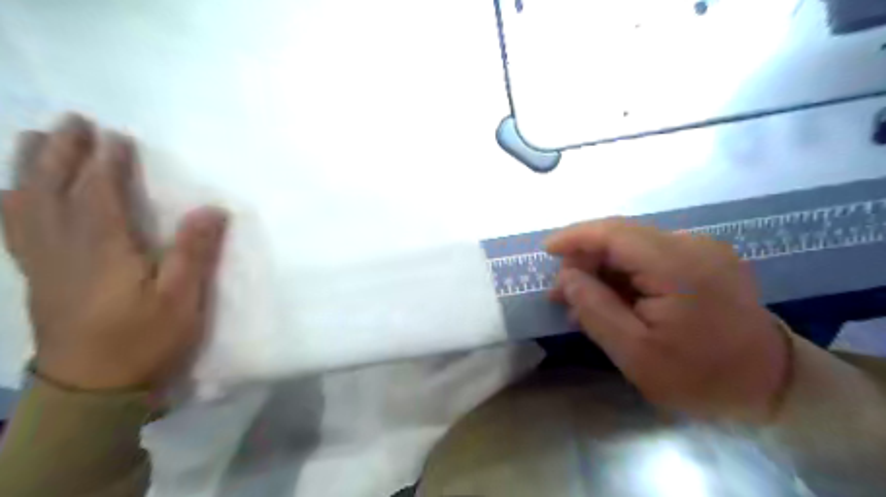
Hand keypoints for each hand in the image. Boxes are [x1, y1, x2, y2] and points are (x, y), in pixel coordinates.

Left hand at [0, 112, 226, 392]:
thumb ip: (194, 252)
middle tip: (71, 122)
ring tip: (34, 141)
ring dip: (28, 168)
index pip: (99, 193)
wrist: (92, 388)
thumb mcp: (182, 298)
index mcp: (103, 249)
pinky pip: (15, 229)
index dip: (107, 163)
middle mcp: (64, 247)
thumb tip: (212, 209)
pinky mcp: (37, 277)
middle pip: (53, 189)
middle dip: (62, 153)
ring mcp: (43, 262)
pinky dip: (11, 202)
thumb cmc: (145, 339)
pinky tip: (13, 194)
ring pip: (23, 204)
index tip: (116, 136)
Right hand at [548, 219, 787, 421]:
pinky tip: (612, 297)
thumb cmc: (699, 376)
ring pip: (634, 246)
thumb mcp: (634, 352)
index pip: (615, 233)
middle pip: (623, 236)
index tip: (546, 250)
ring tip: (582, 299)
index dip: (575, 237)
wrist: (771, 386)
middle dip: (586, 258)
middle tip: (562, 291)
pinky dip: (625, 273)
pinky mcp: (705, 259)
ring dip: (603, 268)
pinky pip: (652, 256)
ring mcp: (702, 250)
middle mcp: (692, 245)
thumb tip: (567, 277)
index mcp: (678, 266)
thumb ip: (595, 308)